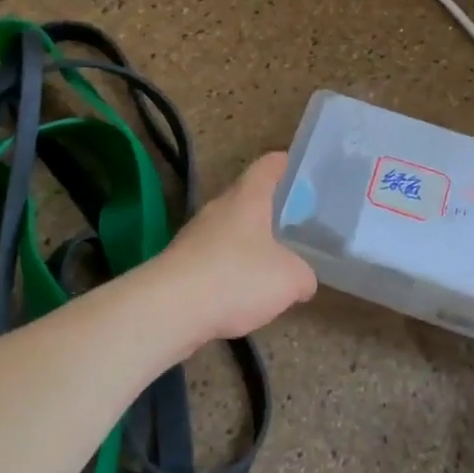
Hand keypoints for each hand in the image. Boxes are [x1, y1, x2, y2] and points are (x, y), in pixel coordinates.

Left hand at [159, 153, 317, 343]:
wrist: (169, 309)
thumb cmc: (235, 278)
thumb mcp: (290, 278)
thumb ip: (304, 275)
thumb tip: (303, 279)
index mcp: (247, 198)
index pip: (268, 165)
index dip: (287, 164)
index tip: (304, 170)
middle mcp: (218, 208)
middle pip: (248, 198)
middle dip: (271, 210)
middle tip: (298, 225)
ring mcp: (195, 235)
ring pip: (230, 230)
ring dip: (250, 244)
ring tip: (274, 264)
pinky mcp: (181, 264)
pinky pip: (215, 259)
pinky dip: (231, 271)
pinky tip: (244, 294)